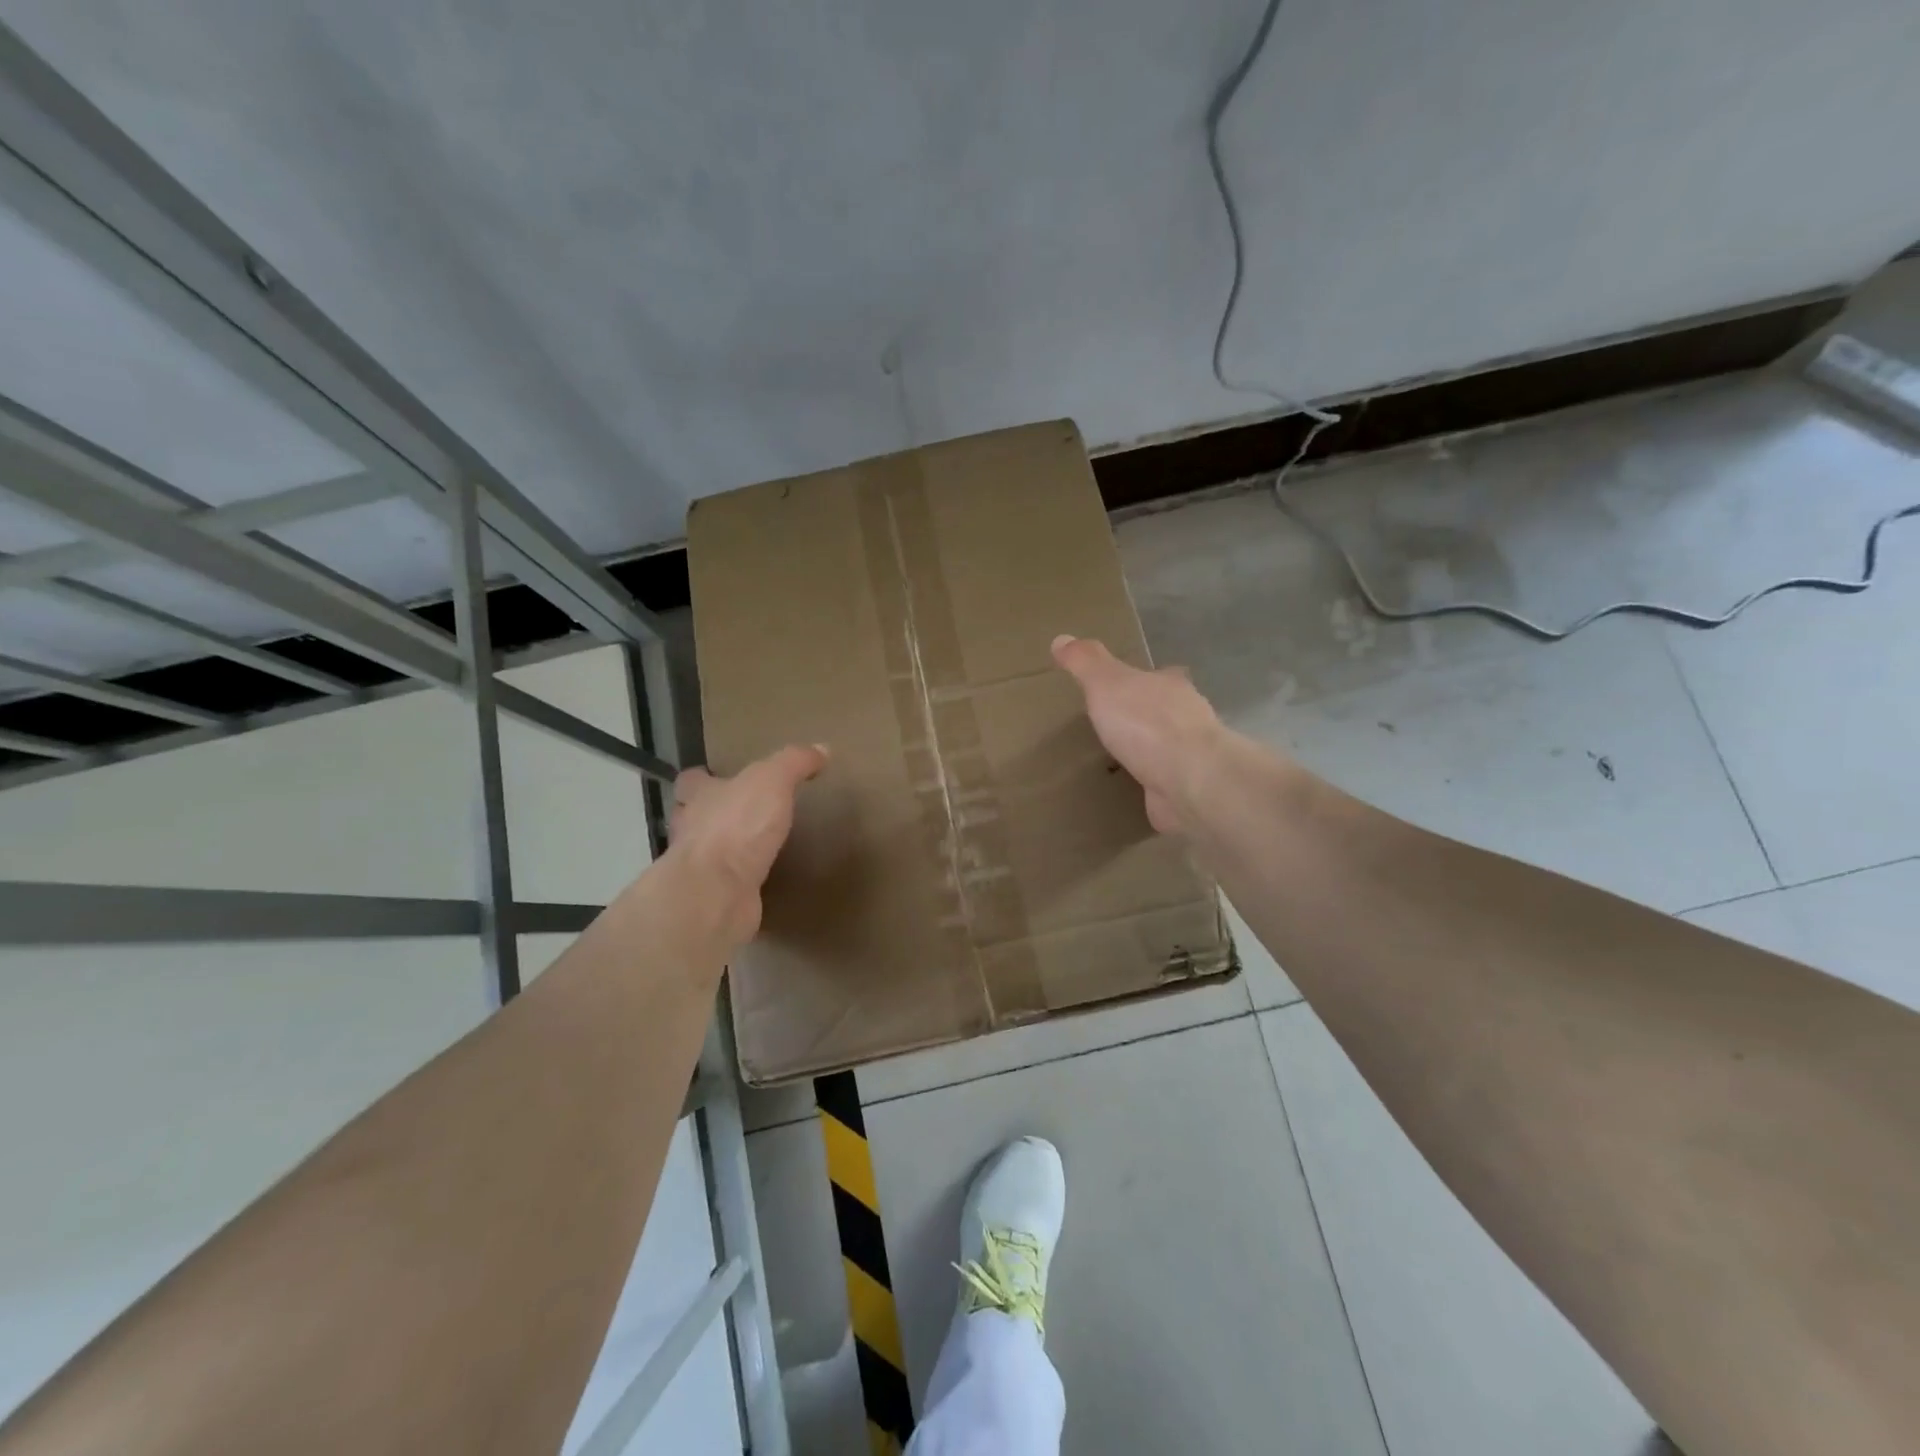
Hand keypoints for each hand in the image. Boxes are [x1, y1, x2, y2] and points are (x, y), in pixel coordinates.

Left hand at [670, 745, 828, 946]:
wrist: (718, 892)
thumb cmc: (738, 825)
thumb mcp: (772, 779)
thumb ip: (794, 762)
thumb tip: (822, 749)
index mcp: (700, 797)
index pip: (691, 781)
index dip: (703, 779)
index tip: (723, 778)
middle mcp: (692, 830)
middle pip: (692, 817)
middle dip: (711, 815)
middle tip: (741, 814)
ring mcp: (699, 868)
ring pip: (707, 852)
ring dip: (725, 849)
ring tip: (754, 847)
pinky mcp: (714, 898)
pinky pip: (726, 885)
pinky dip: (739, 882)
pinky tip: (761, 882)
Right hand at [1052, 634, 1227, 836]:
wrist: (1189, 780)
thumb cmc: (1146, 723)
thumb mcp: (1106, 683)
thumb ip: (1085, 662)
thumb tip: (1061, 639)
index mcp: (1170, 686)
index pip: (1160, 675)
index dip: (1144, 679)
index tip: (1125, 687)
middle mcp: (1189, 716)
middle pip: (1168, 709)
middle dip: (1147, 716)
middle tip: (1117, 725)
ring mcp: (1194, 754)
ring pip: (1170, 746)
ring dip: (1151, 751)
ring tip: (1122, 759)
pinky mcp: (1192, 788)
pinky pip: (1168, 780)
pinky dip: (1155, 782)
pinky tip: (1137, 789)